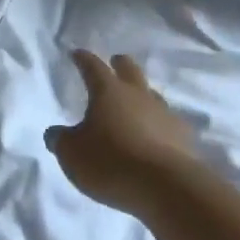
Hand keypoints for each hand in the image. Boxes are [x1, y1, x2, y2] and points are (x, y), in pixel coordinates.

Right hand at [44, 51, 200, 215]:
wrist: (165, 186)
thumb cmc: (110, 162)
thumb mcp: (72, 153)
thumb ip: (61, 140)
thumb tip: (55, 133)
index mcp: (108, 92)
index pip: (93, 67)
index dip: (83, 59)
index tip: (77, 53)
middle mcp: (138, 95)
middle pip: (130, 70)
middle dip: (120, 64)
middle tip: (115, 61)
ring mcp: (165, 114)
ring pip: (152, 94)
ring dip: (142, 95)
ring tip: (136, 102)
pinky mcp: (183, 137)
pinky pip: (168, 123)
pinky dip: (159, 125)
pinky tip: (156, 135)